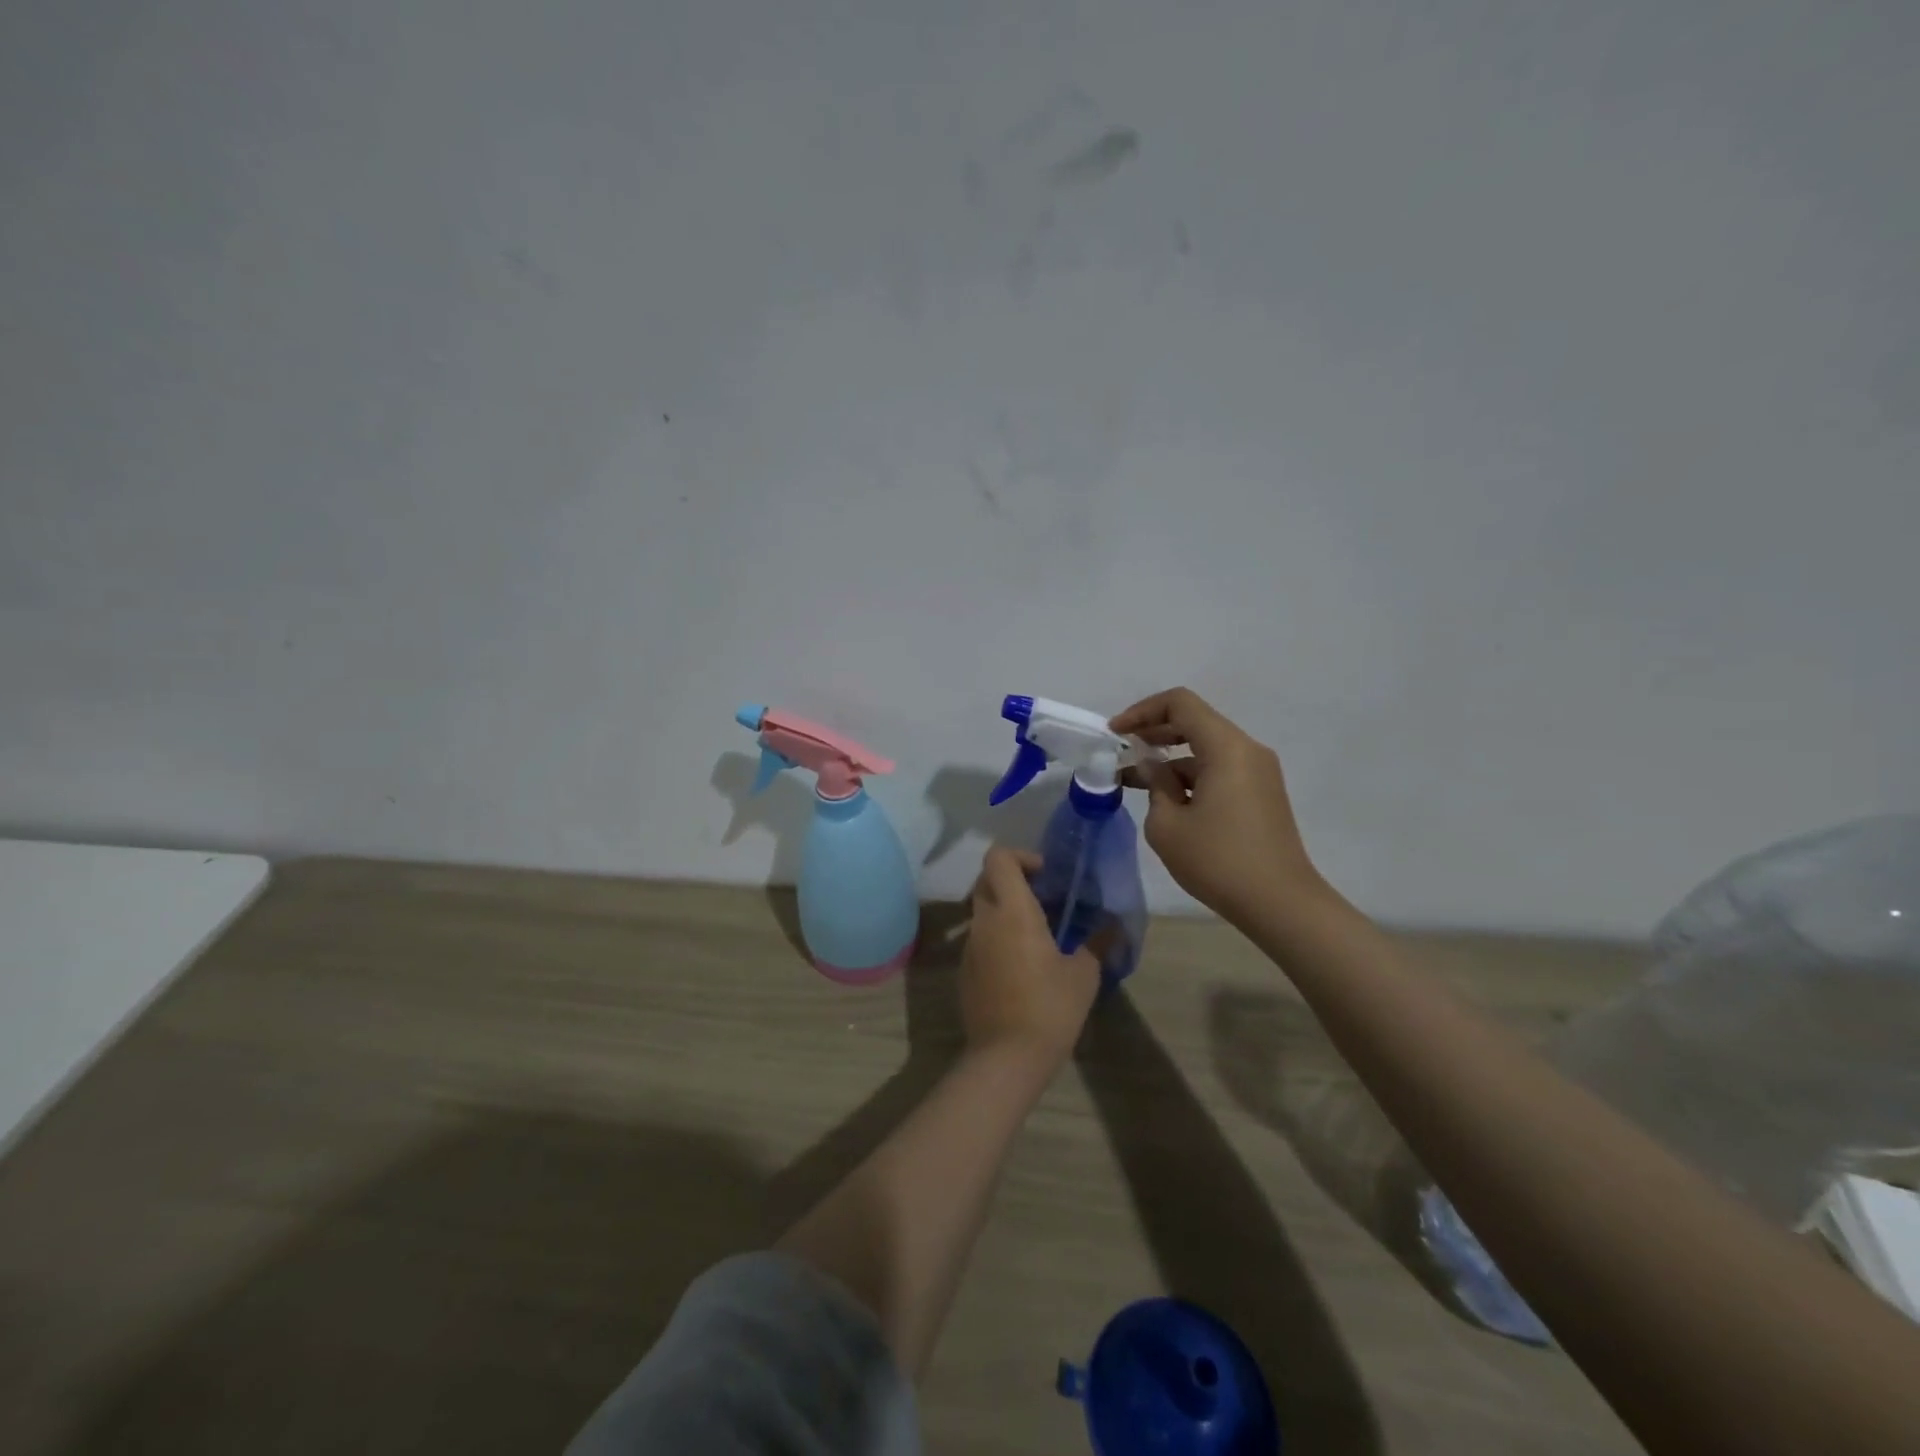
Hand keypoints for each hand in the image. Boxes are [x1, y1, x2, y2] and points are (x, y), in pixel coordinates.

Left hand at [960, 847, 1101, 1067]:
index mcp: (1012, 911)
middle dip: (1013, 882)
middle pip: (987, 880)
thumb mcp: (1084, 975)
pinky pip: (980, 941)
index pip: (998, 858)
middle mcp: (984, 921)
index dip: (1020, 856)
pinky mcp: (965, 971)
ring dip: (1006, 912)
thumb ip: (1096, 943)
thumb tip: (1113, 927)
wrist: (1007, 1057)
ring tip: (1039, 935)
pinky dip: (998, 939)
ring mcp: (970, 947)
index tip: (1045, 875)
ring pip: (983, 912)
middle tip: (1043, 900)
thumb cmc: (1050, 1007)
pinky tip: (1023, 966)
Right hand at [1112, 687, 1324, 928]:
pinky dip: (1190, 776)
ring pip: (1206, 749)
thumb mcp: (1168, 825)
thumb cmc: (1219, 861)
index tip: (1116, 734)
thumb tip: (1153, 768)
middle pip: (1195, 722)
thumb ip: (1155, 785)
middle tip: (1122, 752)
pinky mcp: (1261, 794)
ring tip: (1136, 783)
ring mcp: (1259, 772)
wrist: (1281, 904)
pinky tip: (1168, 801)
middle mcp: (1247, 750)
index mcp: (1226, 748)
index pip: (1180, 704)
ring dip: (1170, 759)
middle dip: (1154, 733)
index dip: (1142, 711)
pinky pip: (1220, 769)